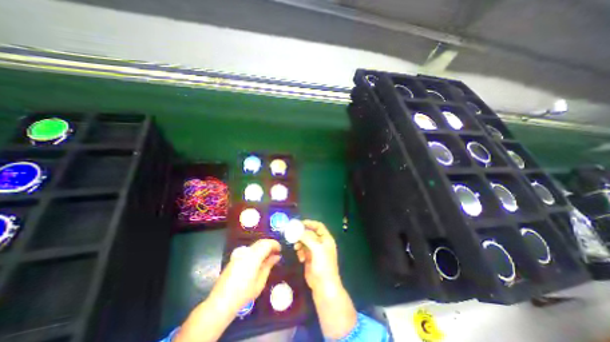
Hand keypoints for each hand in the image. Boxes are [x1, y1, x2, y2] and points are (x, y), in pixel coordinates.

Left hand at [208, 239, 278, 313]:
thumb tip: (276, 256)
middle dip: (270, 244)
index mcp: (254, 256)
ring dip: (263, 247)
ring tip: (269, 257)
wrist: (221, 302)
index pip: (267, 243)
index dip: (275, 244)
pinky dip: (256, 251)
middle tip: (276, 252)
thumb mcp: (260, 281)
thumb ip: (269, 265)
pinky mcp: (235, 258)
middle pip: (261, 242)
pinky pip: (249, 250)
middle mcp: (246, 252)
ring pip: (255, 245)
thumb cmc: (243, 294)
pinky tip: (258, 260)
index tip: (280, 250)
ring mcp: (239, 254)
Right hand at [296, 220, 341, 294]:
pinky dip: (300, 252)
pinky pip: (302, 250)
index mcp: (326, 239)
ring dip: (300, 243)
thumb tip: (298, 229)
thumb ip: (308, 238)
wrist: (323, 287)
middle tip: (292, 234)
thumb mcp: (317, 249)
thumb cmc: (323, 265)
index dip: (309, 223)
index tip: (299, 223)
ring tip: (296, 248)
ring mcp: (315, 251)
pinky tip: (300, 259)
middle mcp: (321, 243)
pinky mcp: (309, 258)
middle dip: (302, 234)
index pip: (318, 226)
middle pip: (310, 233)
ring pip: (305, 241)